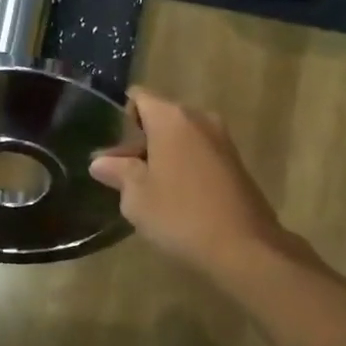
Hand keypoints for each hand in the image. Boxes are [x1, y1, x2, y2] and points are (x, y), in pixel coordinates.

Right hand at [89, 88, 291, 274]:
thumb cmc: (180, 215)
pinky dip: (183, 166)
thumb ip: (118, 172)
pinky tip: (174, 197)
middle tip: (120, 174)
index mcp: (171, 118)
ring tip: (145, 189)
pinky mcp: (235, 163)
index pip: (139, 98)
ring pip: (181, 137)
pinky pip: (199, 153)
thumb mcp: (137, 197)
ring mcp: (222, 140)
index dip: (120, 118)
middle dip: (139, 141)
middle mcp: (199, 119)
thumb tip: (100, 162)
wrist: (244, 247)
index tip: (110, 149)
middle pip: (160, 117)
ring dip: (162, 155)